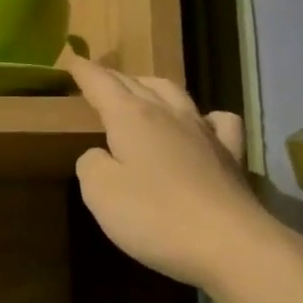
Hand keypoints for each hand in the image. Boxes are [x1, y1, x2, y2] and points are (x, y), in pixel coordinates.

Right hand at [64, 51, 261, 289]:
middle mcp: (168, 114)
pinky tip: (203, 122)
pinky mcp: (230, 155)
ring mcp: (204, 132)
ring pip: (175, 93)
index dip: (85, 72)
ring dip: (152, 86)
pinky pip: (218, 120)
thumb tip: (100, 154)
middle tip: (99, 79)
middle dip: (115, 78)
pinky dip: (204, 115)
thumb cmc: (155, 216)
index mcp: (132, 117)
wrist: (228, 243)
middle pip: (137, 84)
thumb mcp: (101, 193)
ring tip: (141, 89)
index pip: (102, 84)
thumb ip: (92, 165)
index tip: (72, 59)